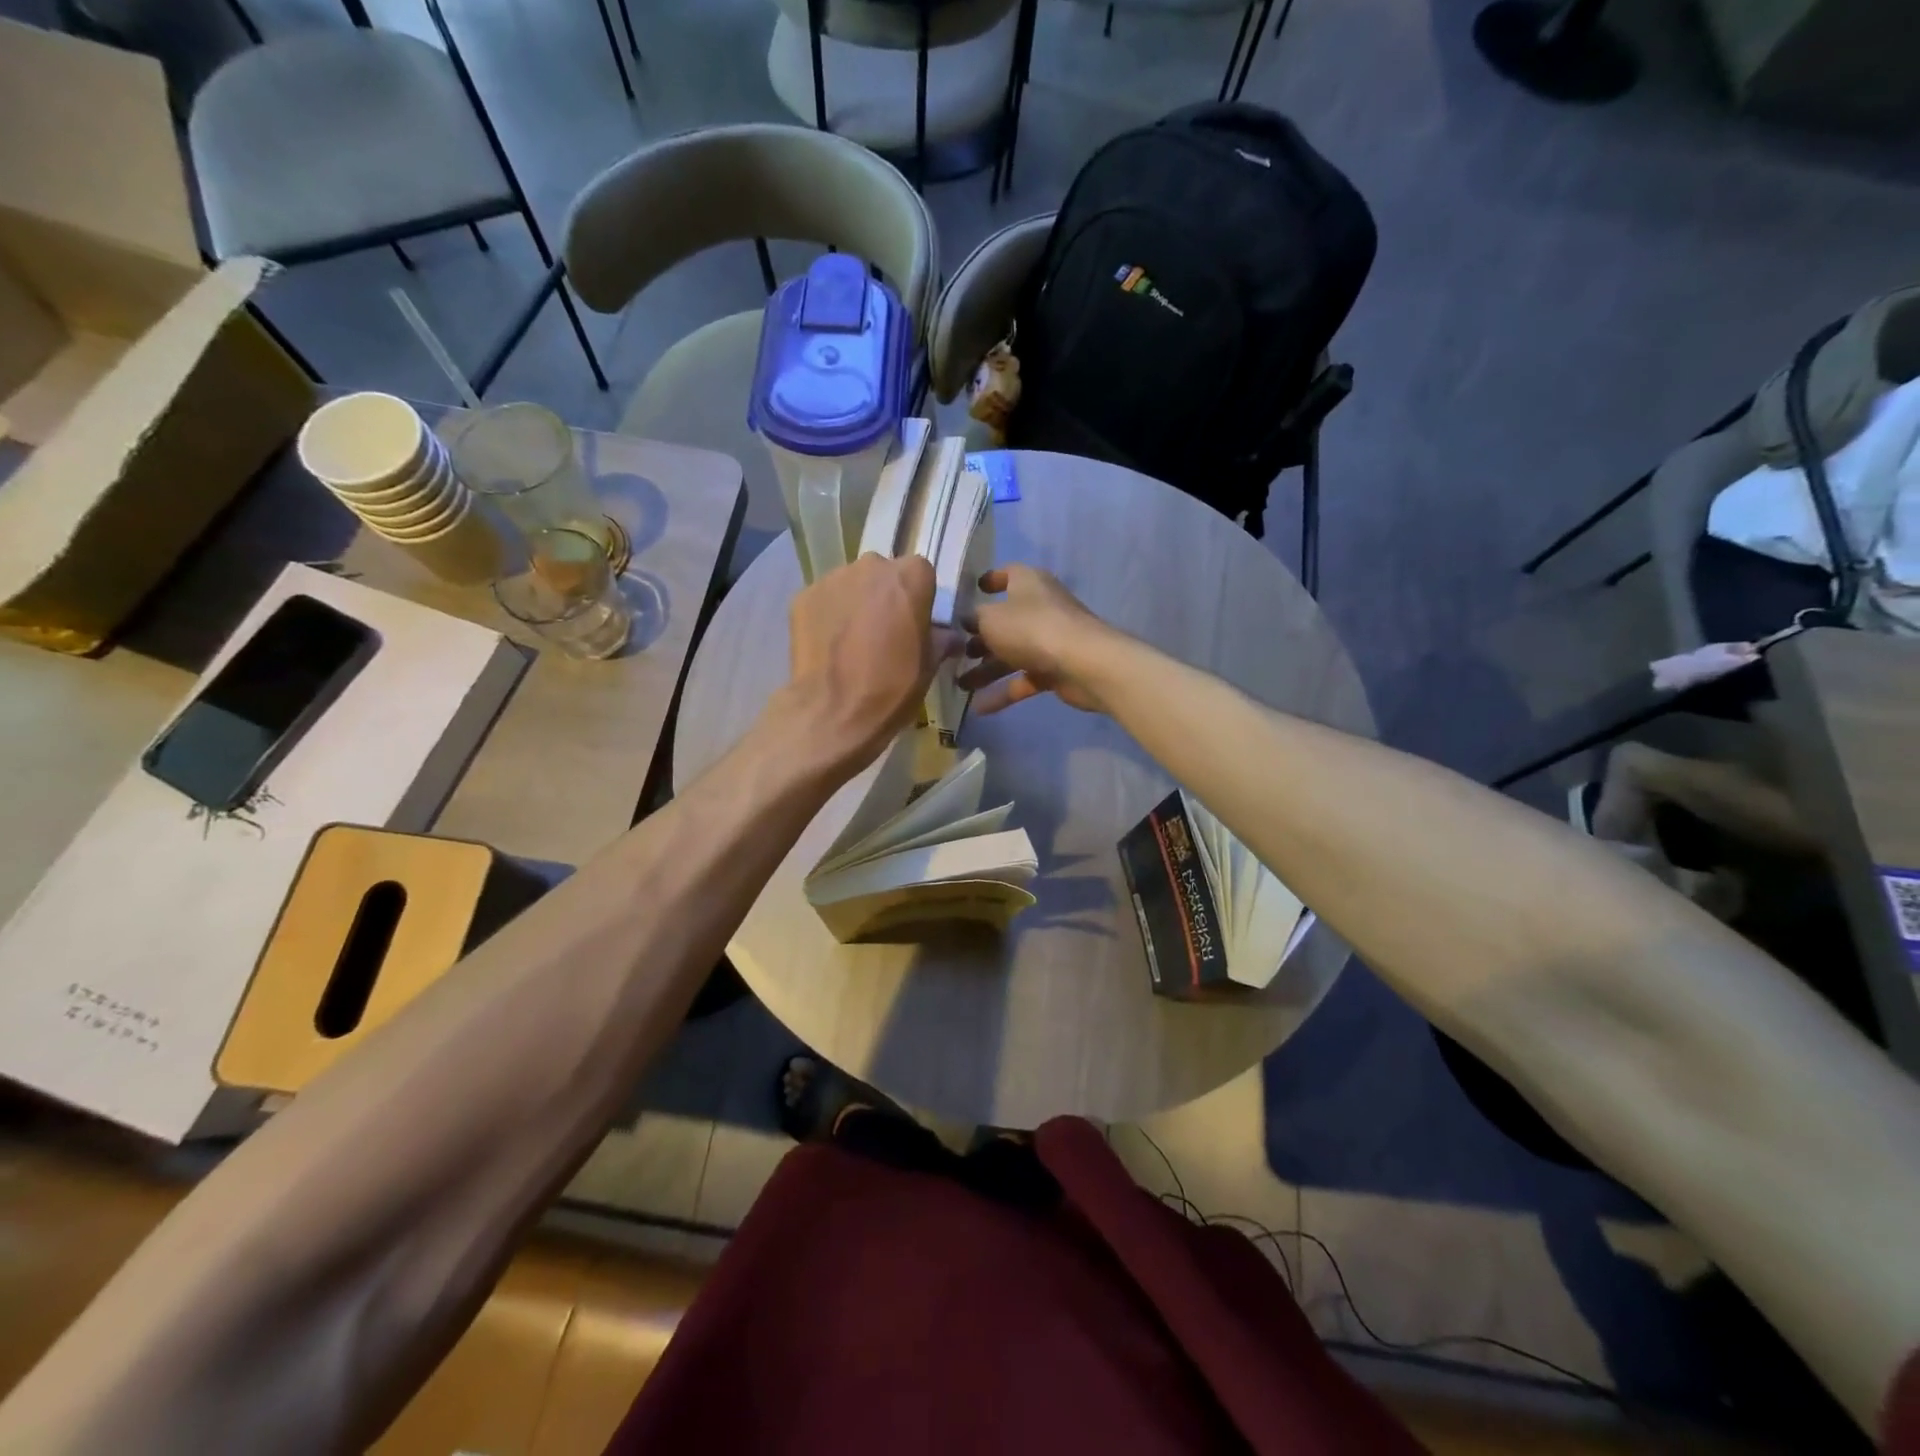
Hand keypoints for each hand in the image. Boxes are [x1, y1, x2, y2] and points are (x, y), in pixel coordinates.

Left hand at [782, 553, 960, 772]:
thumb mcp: (929, 666)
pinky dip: (829, 616)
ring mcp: (833, 578)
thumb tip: (947, 636)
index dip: (918, 599)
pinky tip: (829, 646)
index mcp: (910, 577)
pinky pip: (825, 600)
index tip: (915, 623)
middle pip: (883, 574)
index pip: (920, 574)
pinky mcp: (803, 596)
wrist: (833, 713)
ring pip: (851, 585)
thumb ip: (939, 639)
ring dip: (856, 604)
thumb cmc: (892, 688)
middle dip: (885, 596)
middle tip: (884, 632)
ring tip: (853, 642)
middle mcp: (871, 567)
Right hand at [962, 565, 1118, 715]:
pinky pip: (1024, 679)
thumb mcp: (990, 619)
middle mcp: (1040, 607)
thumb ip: (975, 619)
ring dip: (986, 670)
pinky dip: (1003, 691)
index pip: (1008, 574)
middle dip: (980, 638)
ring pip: (1012, 653)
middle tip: (957, 653)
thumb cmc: (1031, 628)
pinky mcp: (1056, 669)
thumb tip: (969, 621)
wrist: (1083, 663)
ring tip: (961, 686)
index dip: (991, 580)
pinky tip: (978, 707)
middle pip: (1006, 621)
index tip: (974, 590)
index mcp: (1028, 583)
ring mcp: (1050, 640)